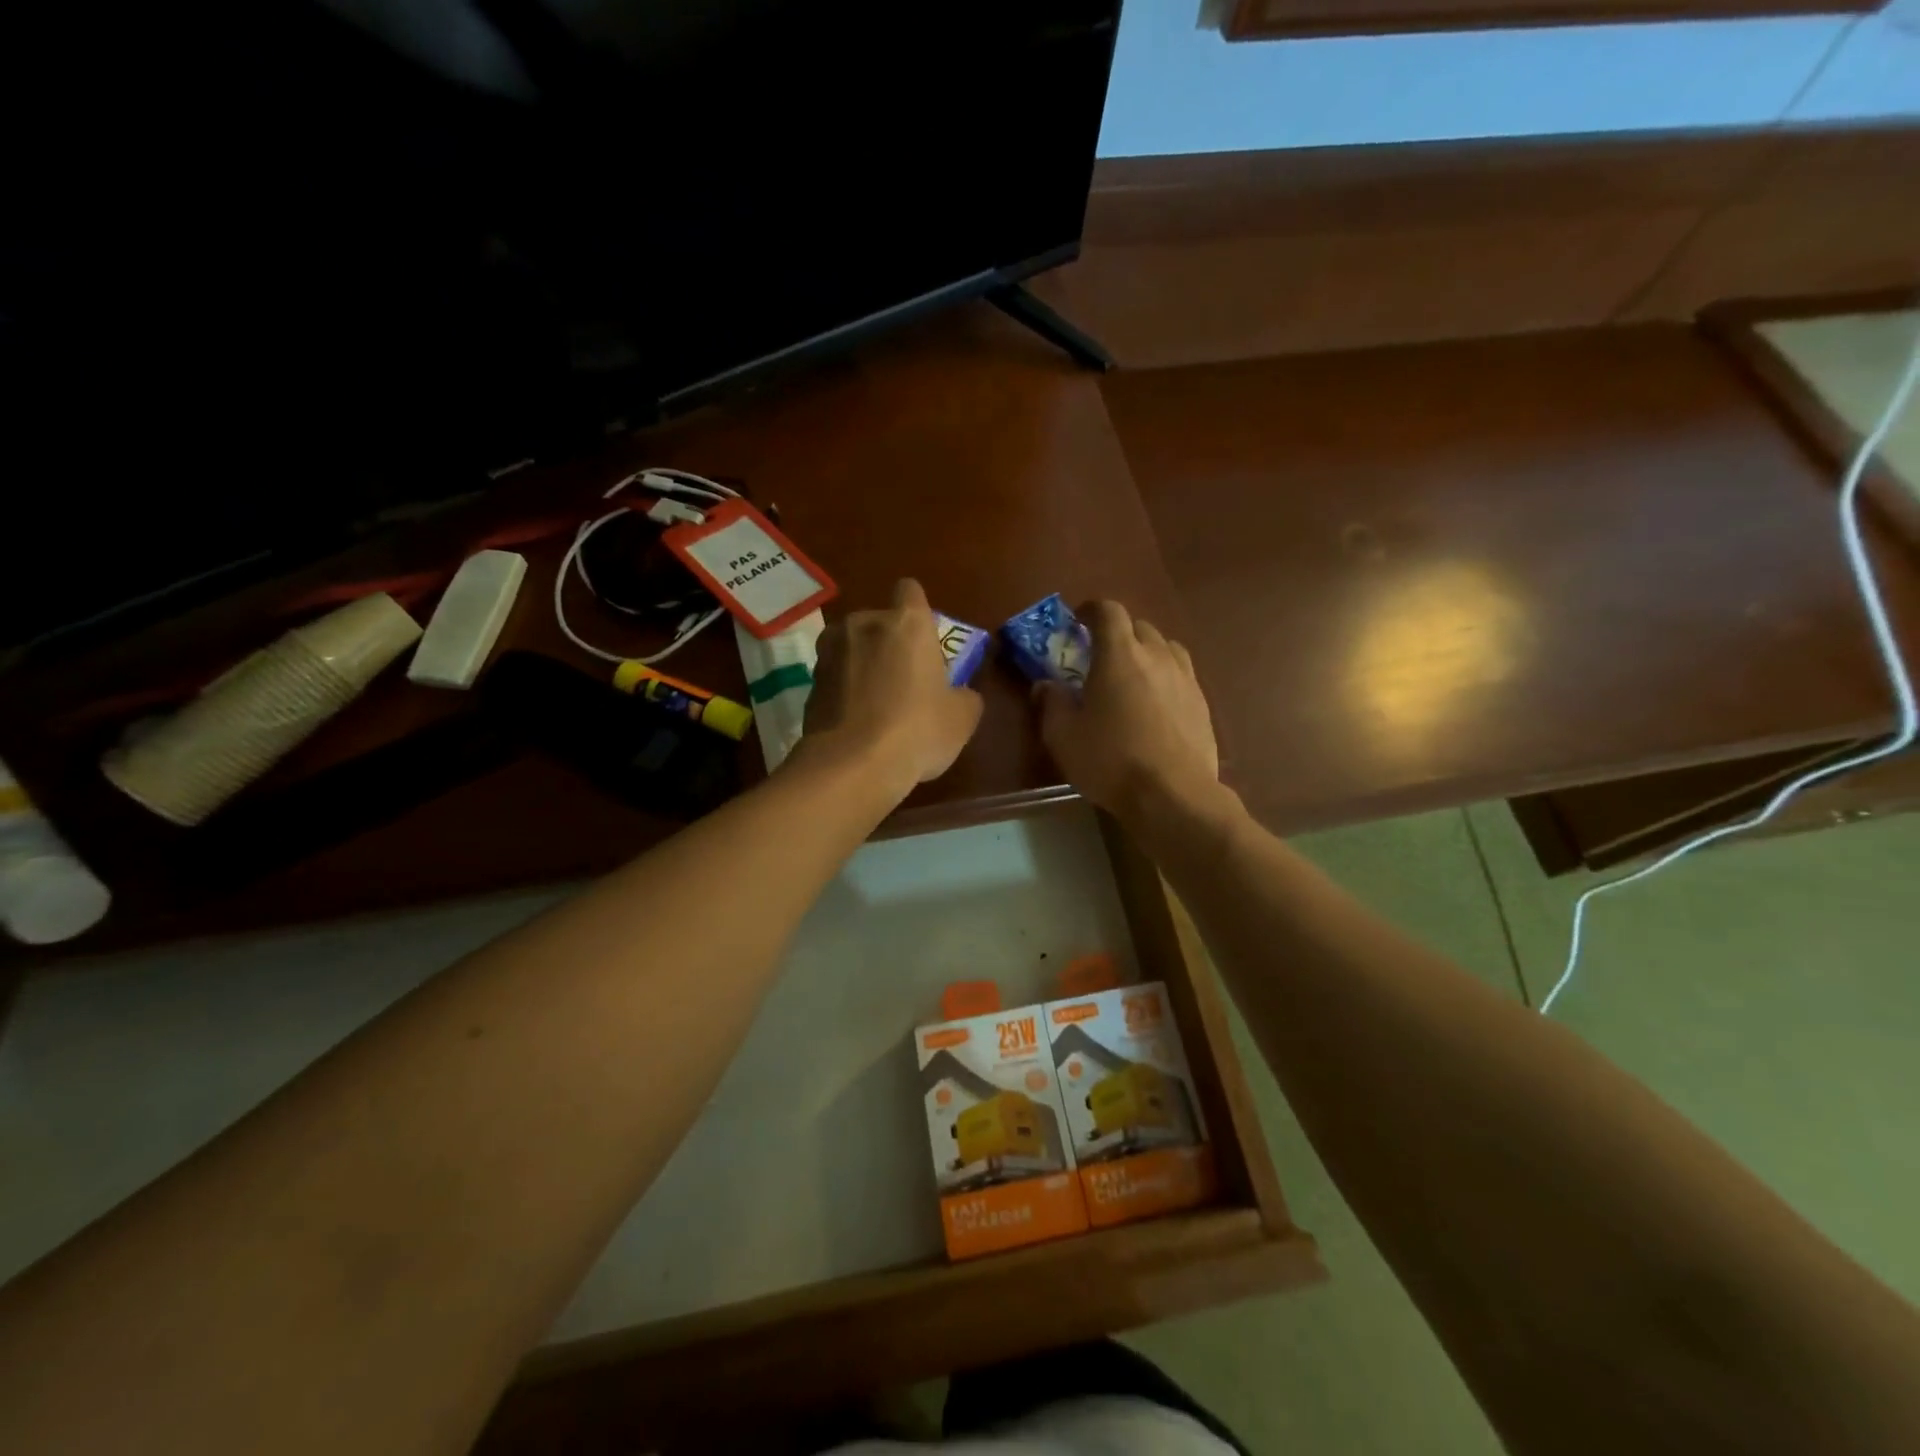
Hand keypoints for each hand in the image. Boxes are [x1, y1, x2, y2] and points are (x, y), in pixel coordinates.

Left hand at [801, 579, 983, 796]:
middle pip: (879, 621)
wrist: (852, 765)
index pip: (910, 590)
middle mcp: (863, 624)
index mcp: (907, 623)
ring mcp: (830, 652)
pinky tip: (856, 722)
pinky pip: (835, 677)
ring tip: (876, 703)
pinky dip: (844, 691)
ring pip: (852, 647)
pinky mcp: (810, 682)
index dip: (918, 611)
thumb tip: (959, 694)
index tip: (924, 639)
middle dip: (889, 643)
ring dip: (863, 665)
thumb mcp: (962, 718)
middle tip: (904, 680)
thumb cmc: (917, 730)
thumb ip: (964, 696)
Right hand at [1034, 600, 1219, 823]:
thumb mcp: (1063, 736)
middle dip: (1118, 633)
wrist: (1173, 795)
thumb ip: (1052, 703)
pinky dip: (1165, 677)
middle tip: (1101, 655)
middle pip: (1139, 626)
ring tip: (1133, 675)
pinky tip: (1156, 703)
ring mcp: (1185, 678)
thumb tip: (1045, 685)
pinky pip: (1181, 674)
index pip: (1109, 611)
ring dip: (1146, 652)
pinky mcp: (1202, 703)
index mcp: (1120, 655)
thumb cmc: (1111, 760)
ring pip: (1166, 647)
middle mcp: (1157, 656)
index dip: (1092, 609)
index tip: (1078, 620)